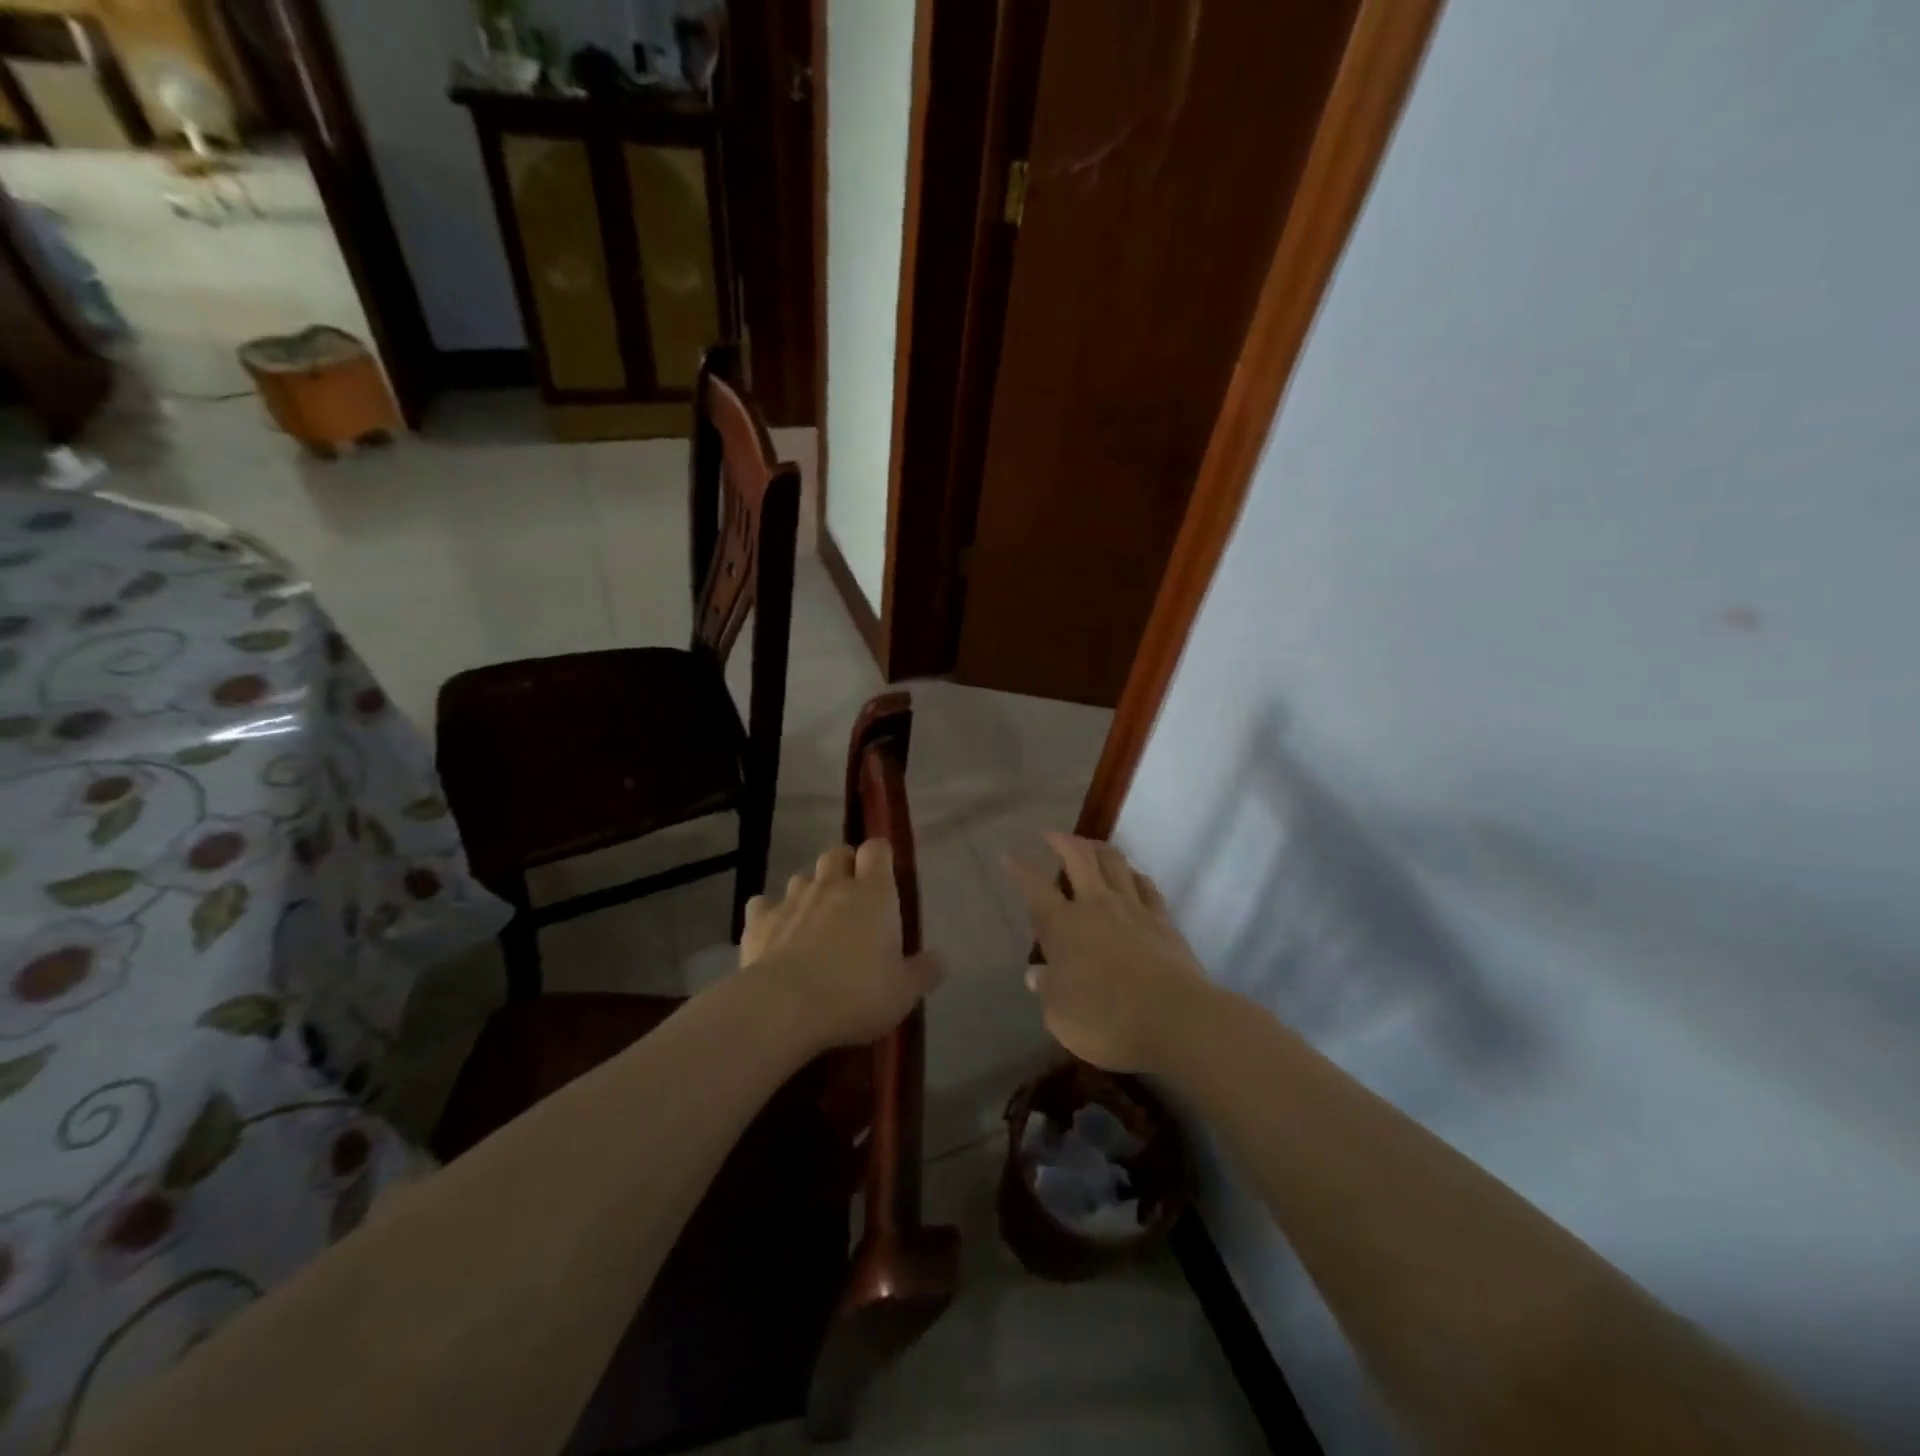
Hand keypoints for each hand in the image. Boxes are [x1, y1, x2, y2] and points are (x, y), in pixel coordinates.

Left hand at [740, 840, 942, 1049]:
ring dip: (809, 889)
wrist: (784, 1007)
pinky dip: (769, 913)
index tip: (884, 871)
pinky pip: (763, 905)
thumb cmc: (855, 994)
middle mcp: (833, 886)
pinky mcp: (758, 921)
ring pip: (801, 877)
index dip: (880, 855)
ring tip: (814, 916)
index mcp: (873, 894)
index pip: (877, 850)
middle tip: (851, 893)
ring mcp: (792, 900)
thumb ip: (924, 972)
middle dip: (843, 865)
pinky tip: (774, 931)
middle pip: (836, 853)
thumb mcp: (903, 992)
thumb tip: (940, 959)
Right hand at [1007, 833, 1211, 1072]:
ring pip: (1114, 863)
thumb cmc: (1107, 1019)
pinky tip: (1132, 875)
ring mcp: (1133, 909)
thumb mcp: (1060, 1015)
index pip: (1034, 887)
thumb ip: (1047, 989)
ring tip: (1090, 845)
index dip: (1019, 868)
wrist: (1176, 1019)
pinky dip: (1134, 875)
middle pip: (1079, 858)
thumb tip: (1036, 973)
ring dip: (1098, 848)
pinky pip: (1146, 886)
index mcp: (1063, 925)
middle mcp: (1096, 906)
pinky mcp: (1163, 920)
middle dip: (1062, 841)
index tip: (1008, 854)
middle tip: (1051, 834)